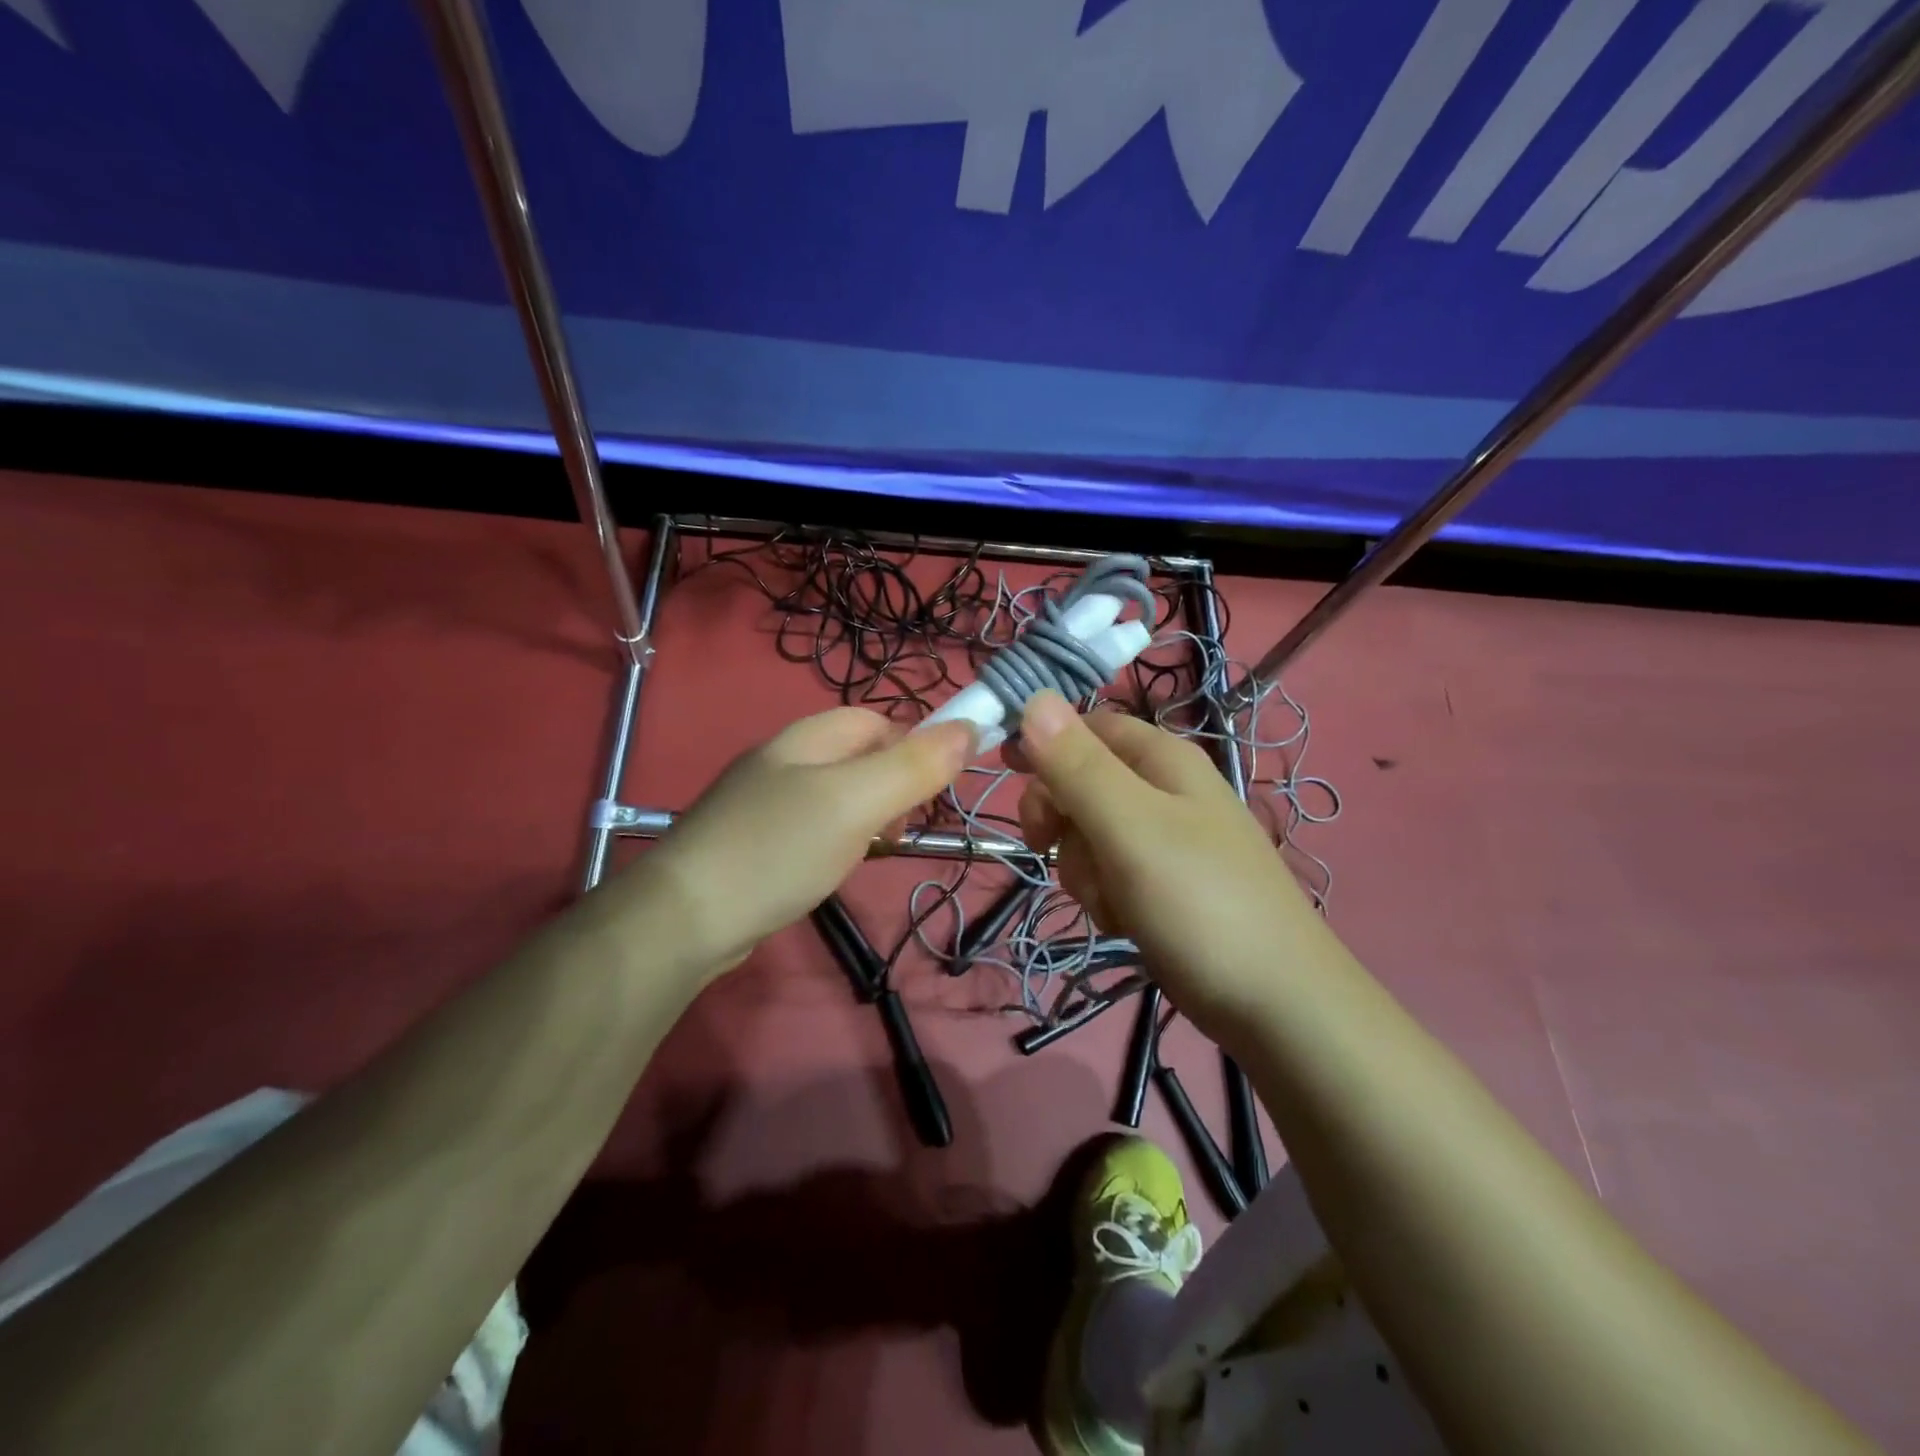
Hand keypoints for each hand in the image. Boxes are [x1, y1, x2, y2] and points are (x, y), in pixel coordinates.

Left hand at [624, 708, 972, 976]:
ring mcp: (766, 801)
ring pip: (838, 795)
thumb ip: (913, 766)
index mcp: (807, 737)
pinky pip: (813, 826)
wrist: (686, 918)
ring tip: (872, 852)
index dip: (914, 745)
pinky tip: (832, 869)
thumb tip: (970, 727)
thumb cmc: (779, 848)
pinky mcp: (755, 840)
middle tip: (903, 828)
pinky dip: (837, 841)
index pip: (879, 721)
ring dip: (868, 817)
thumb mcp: (856, 802)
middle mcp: (785, 759)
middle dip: (893, 785)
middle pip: (859, 756)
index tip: (934, 791)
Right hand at [1007, 691, 1319, 1044]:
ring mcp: (1163, 841)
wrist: (1273, 1003)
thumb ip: (1078, 766)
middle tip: (1048, 845)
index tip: (1006, 771)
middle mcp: (1163, 791)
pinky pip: (1107, 874)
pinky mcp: (1160, 885)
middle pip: (1080, 782)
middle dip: (1061, 819)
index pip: (1087, 725)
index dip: (1044, 741)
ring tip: (1111, 898)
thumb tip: (1034, 698)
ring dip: (1082, 867)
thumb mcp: (1130, 827)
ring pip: (1087, 835)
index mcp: (1162, 759)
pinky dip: (1104, 896)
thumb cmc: (1199, 902)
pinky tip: (1124, 921)